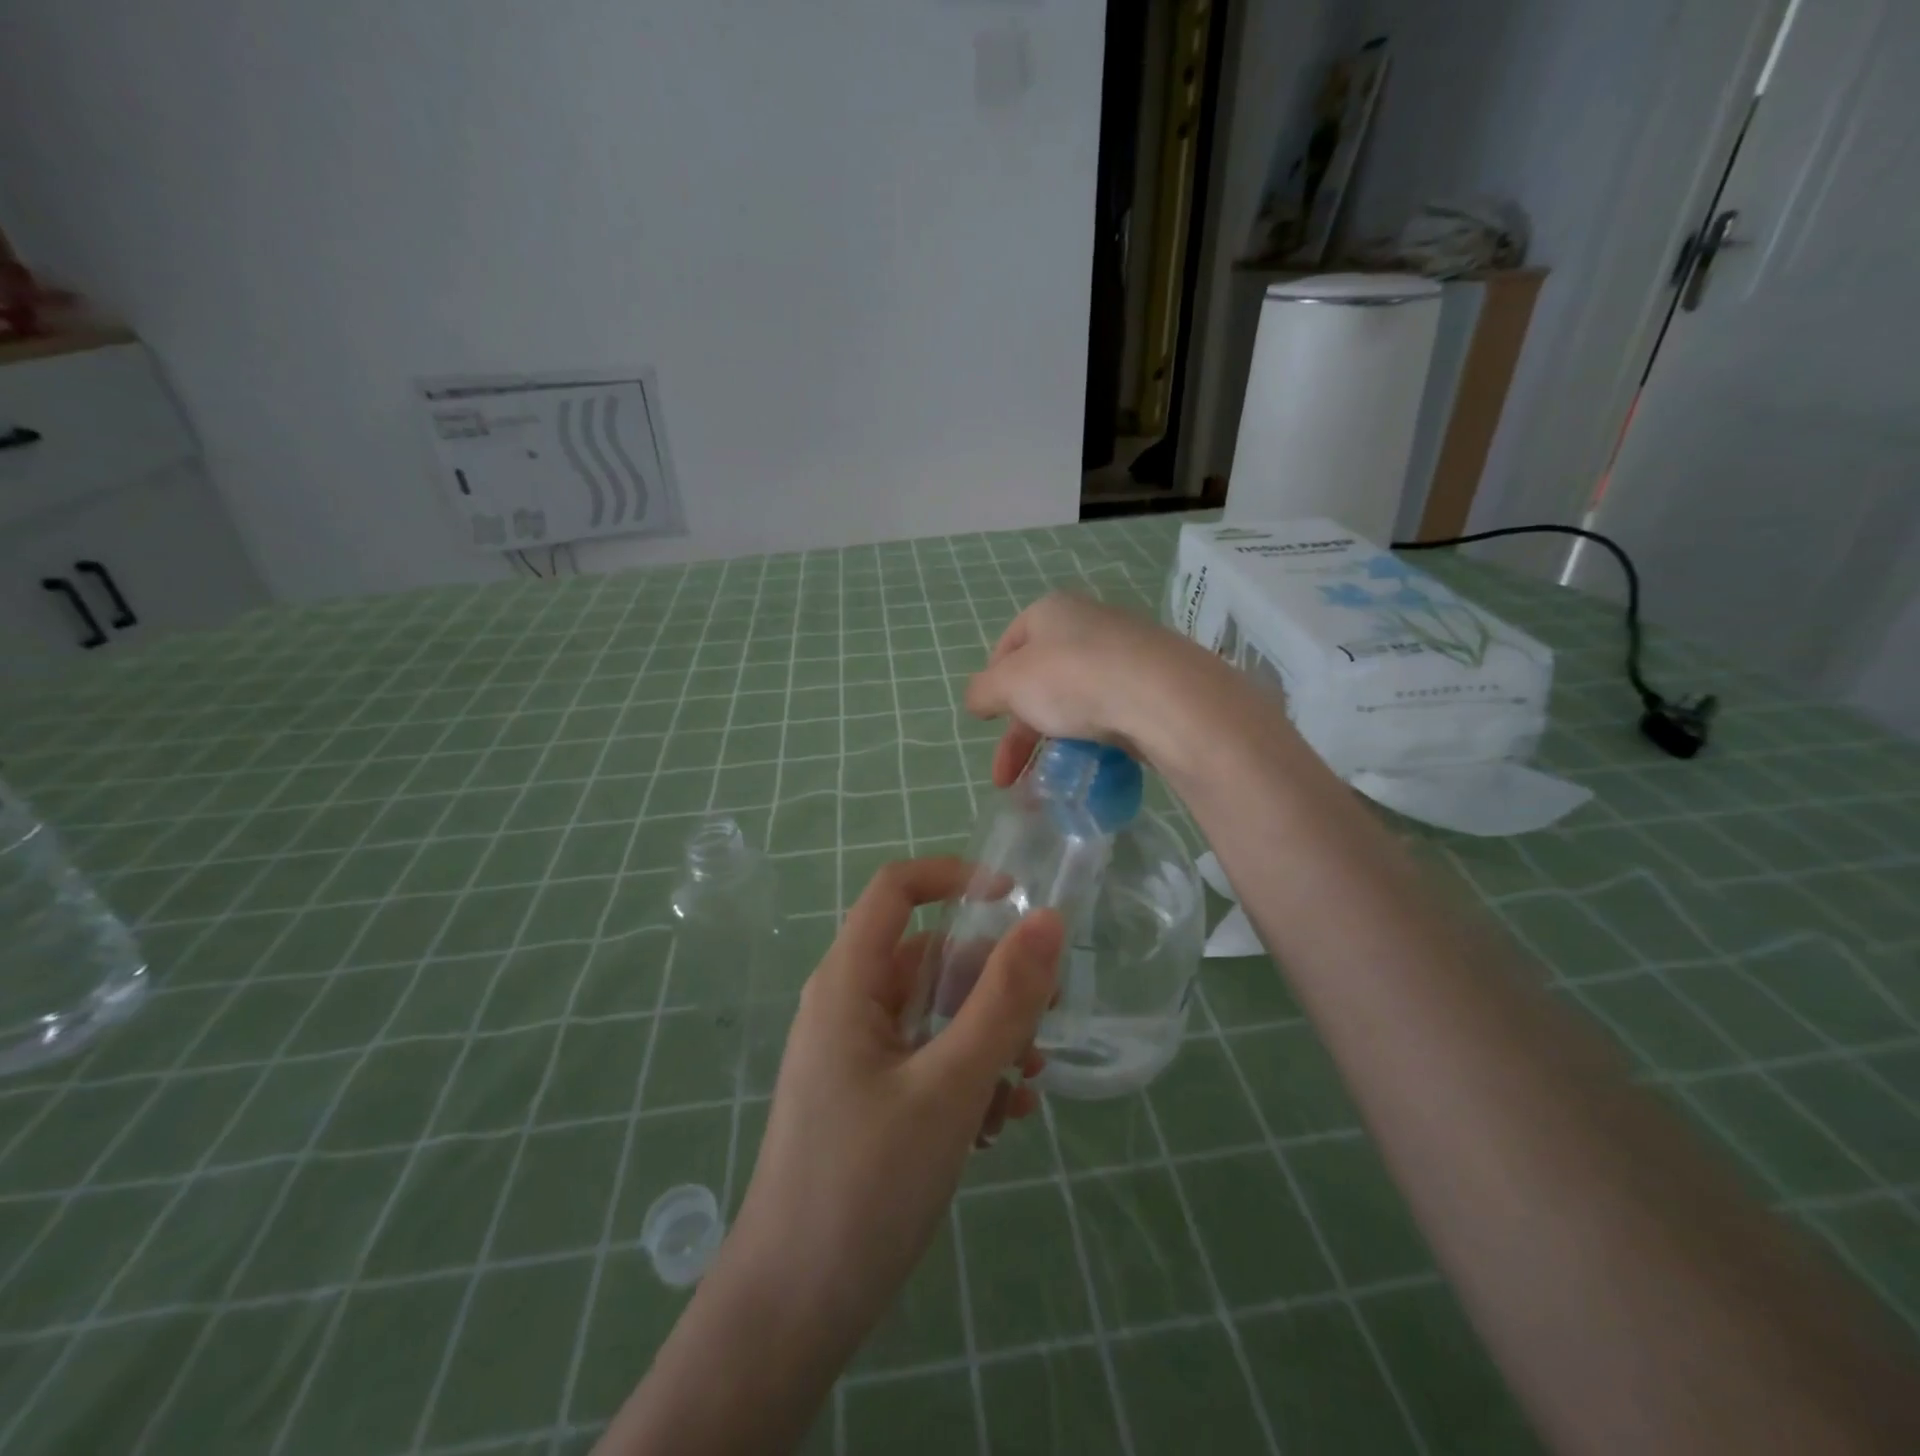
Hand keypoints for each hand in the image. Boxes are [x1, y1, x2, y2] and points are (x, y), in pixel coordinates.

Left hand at [730, 858, 1062, 1353]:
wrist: (790, 1315)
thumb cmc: (864, 1186)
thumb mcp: (950, 1086)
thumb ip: (1003, 1001)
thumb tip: (1049, 920)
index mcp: (849, 982)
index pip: (897, 889)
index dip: (955, 878)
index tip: (1018, 902)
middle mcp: (849, 1006)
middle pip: (930, 957)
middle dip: (992, 983)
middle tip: (1046, 1025)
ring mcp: (857, 1055)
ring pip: (936, 1014)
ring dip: (988, 1038)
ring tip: (1028, 1090)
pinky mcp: (869, 1098)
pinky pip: (927, 1060)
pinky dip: (968, 1076)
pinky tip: (1000, 1125)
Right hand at [963, 592, 1242, 785]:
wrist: (1163, 697)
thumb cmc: (1072, 678)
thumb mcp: (1009, 684)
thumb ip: (982, 691)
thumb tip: (976, 700)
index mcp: (1051, 612)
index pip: (1009, 644)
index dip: (993, 684)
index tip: (987, 721)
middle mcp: (1089, 624)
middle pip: (1041, 680)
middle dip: (1019, 732)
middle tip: (1007, 774)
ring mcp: (1126, 654)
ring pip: (1075, 700)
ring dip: (1052, 742)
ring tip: (1044, 784)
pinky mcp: (1153, 686)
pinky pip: (1110, 713)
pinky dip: (1091, 740)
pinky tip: (1087, 764)